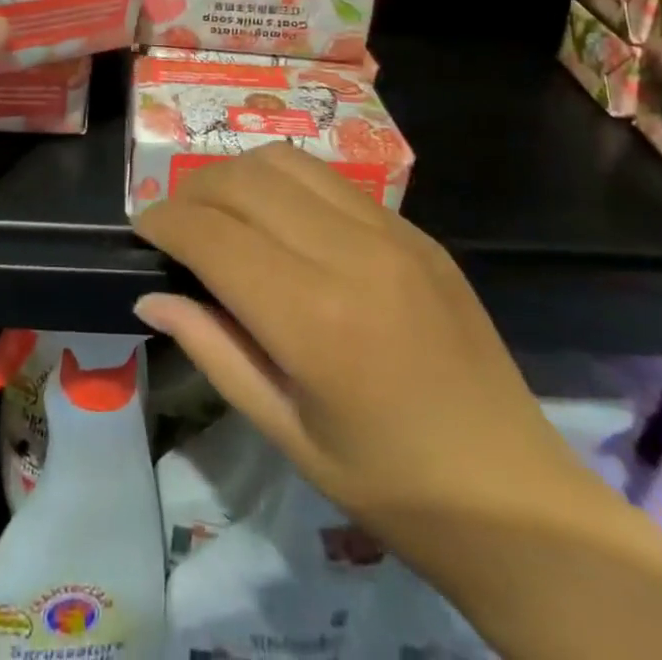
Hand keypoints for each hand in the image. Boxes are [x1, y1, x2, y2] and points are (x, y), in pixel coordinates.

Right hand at [132, 144, 601, 581]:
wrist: (519, 500)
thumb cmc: (391, 486)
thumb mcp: (286, 432)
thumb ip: (212, 349)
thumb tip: (152, 291)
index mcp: (313, 318)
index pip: (211, 233)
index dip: (163, 221)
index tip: (142, 232)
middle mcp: (350, 253)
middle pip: (242, 179)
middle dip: (192, 191)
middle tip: (176, 226)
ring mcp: (390, 232)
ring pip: (284, 161)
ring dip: (237, 176)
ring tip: (222, 214)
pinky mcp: (415, 230)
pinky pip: (329, 179)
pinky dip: (284, 184)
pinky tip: (279, 222)